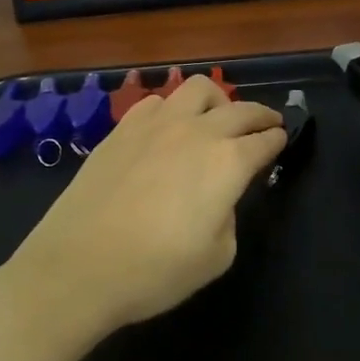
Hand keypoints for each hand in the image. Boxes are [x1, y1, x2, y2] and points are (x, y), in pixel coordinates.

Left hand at [0, 74, 284, 351]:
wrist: (78, 267)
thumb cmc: (155, 271)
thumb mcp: (216, 257)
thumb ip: (228, 217)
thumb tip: (218, 198)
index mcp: (228, 162)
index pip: (264, 140)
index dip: (277, 139)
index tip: (281, 139)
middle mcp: (198, 131)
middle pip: (240, 109)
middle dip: (260, 114)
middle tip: (267, 122)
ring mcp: (157, 124)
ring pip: (198, 89)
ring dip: (218, 100)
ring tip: (217, 116)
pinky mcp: (123, 128)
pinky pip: (157, 101)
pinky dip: (174, 108)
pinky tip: (169, 126)